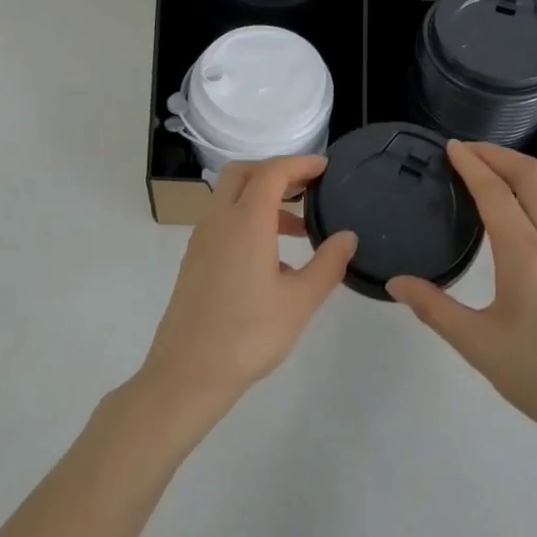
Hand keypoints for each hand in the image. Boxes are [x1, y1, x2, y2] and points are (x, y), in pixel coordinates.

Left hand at [139, 155, 357, 417]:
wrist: (188, 373)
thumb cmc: (249, 334)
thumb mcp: (300, 301)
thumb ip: (328, 263)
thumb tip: (348, 236)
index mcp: (245, 222)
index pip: (271, 172)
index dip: (300, 163)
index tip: (325, 167)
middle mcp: (218, 221)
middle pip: (243, 174)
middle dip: (276, 172)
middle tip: (308, 187)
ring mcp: (201, 241)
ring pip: (231, 200)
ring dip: (263, 200)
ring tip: (300, 229)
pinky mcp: (194, 261)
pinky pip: (223, 224)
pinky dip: (248, 222)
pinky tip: (273, 262)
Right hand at [387, 141, 536, 455]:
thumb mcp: (478, 346)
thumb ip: (434, 308)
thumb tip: (396, 282)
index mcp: (525, 256)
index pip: (495, 192)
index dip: (471, 164)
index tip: (449, 147)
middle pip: (532, 176)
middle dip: (498, 154)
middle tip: (466, 151)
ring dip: (521, 169)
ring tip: (491, 171)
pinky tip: (522, 209)